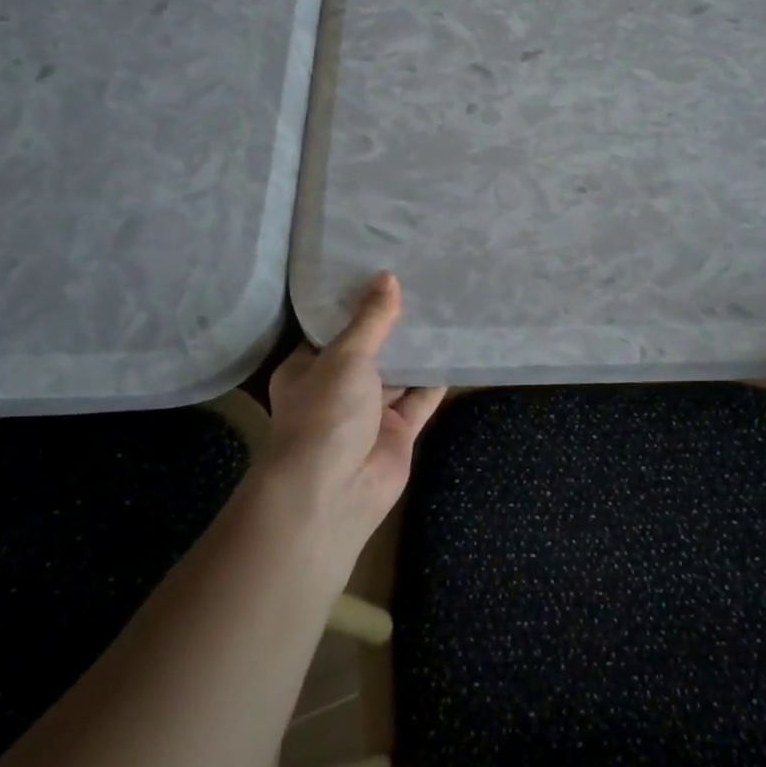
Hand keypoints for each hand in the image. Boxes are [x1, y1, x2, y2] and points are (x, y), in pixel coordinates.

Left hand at [266, 272, 444, 549]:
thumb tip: (387, 277)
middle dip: (393, 326)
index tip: (384, 273)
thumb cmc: (326, 413)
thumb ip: (371, 320)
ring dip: (417, 350)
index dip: (358, 304)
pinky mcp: (398, 433)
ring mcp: (369, 413)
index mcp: (309, 368)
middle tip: (423, 284)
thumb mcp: (345, 356)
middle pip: (370, 350)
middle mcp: (337, 388)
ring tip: (445, 310)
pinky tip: (456, 350)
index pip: (334, 329)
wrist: (333, 493)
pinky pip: (420, 399)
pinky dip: (436, 380)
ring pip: (398, 374)